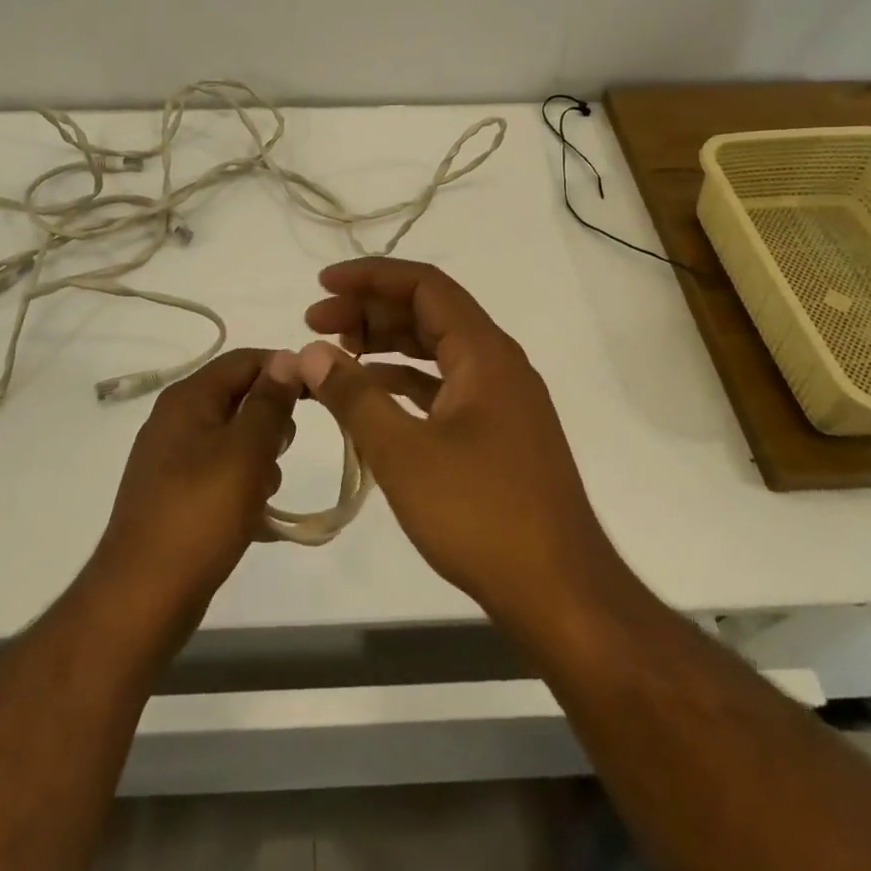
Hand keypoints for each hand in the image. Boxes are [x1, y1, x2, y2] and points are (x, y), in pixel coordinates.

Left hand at [89, 348, 296, 626]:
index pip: (245, 360)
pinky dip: (242, 487)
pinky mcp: (175, 495)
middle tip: (282, 452)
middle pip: (239, 397)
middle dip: (271, 421)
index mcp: (189, 398)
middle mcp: (176, 419)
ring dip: (259, 460)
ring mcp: (172, 459)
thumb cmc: (201, 514)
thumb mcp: (246, 451)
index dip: (284, 370)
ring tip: (264, 494)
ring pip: (233, 439)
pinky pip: (220, 474)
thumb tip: (289, 358)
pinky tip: (255, 519)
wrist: (142, 597)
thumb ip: (270, 402)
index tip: (319, 395)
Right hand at [297, 260, 616, 625]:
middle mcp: (498, 364)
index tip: (322, 284)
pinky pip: (445, 387)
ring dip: (387, 344)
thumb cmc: (481, 514)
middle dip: (371, 310)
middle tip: (316, 323)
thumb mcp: (403, 452)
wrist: (560, 593)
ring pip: (437, 350)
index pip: (425, 285)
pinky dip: (406, 382)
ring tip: (337, 353)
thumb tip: (310, 353)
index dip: (370, 276)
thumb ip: (353, 396)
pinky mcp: (499, 434)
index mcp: (485, 352)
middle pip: (429, 312)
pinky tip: (372, 395)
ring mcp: (502, 401)